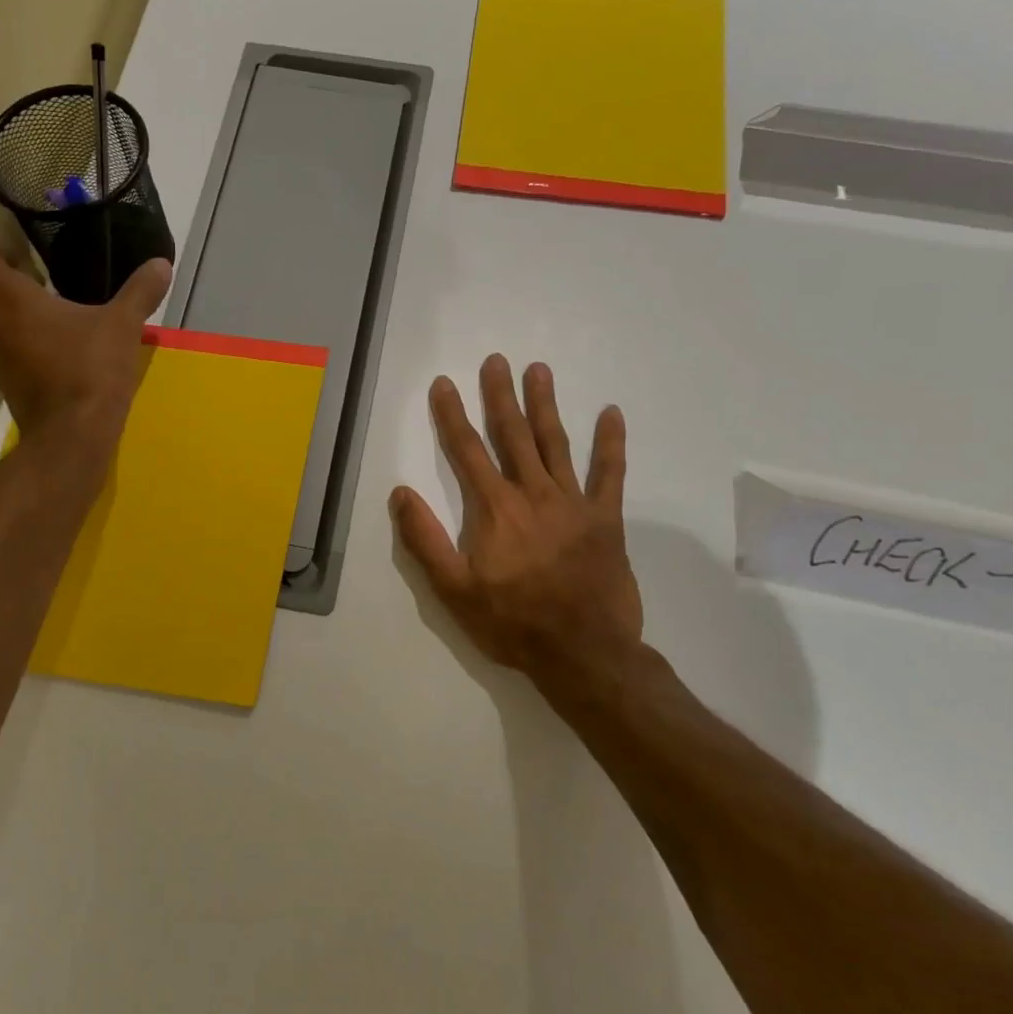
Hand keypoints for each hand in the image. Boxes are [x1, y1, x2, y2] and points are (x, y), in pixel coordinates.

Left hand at [0, 223, 170, 450]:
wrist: (73, 436)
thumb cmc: (90, 371)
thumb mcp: (122, 326)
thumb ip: (140, 291)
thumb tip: (162, 264)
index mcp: (10, 299)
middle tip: (23, 258)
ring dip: (1, 298)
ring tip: (39, 293)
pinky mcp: (6, 379)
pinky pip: (0, 340)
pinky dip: (13, 327)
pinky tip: (49, 333)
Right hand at [390, 355, 650, 708]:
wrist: (582, 653)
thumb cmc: (512, 623)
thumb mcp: (453, 590)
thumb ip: (425, 539)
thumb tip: (401, 492)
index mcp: (494, 509)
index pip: (467, 451)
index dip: (452, 415)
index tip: (444, 383)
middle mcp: (533, 494)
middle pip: (513, 435)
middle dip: (500, 396)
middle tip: (496, 360)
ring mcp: (573, 503)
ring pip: (556, 443)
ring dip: (545, 405)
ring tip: (538, 369)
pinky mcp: (606, 519)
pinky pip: (610, 474)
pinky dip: (611, 443)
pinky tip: (612, 413)